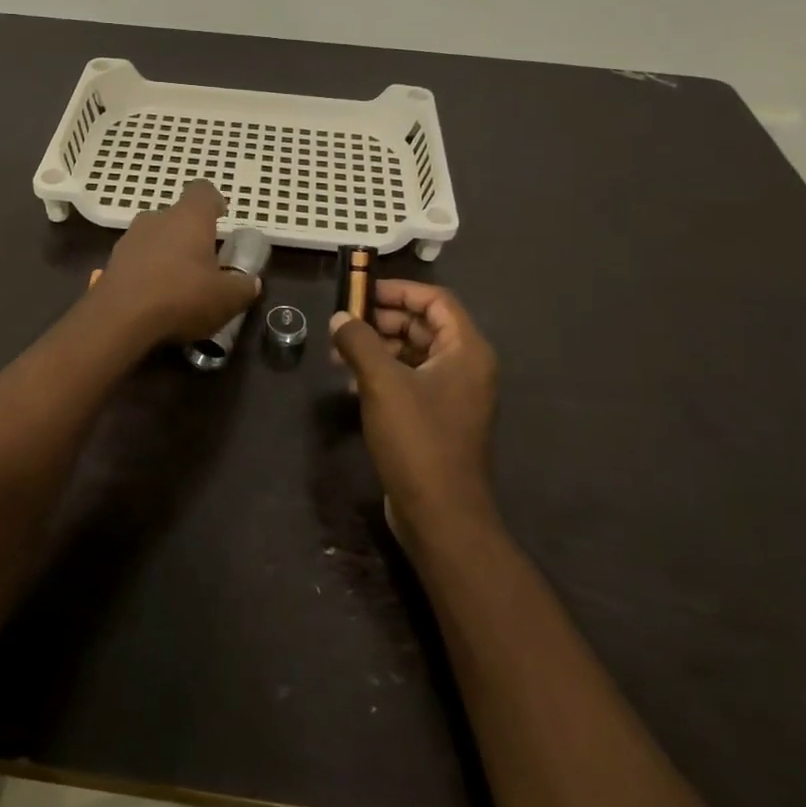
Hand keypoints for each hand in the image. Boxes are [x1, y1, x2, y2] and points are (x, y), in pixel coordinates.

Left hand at [94, 180, 260, 345]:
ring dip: (167, 254)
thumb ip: (243, 287)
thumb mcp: (227, 299)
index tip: (221, 217)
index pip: (203, 191)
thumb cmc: (181, 297)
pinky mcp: (112, 262)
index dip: (214, 202)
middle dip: (191, 236)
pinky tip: (155, 299)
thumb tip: (251, 282)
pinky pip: (137, 260)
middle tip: (204, 263)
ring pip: (155, 238)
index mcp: (189, 218)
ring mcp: (130, 239)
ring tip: (178, 285)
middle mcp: (157, 218)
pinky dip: (148, 272)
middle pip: (178, 217)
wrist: (118, 320)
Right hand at [330, 281, 498, 544]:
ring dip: (378, 348)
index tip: (361, 291)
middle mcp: (466, 368)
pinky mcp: (438, 419)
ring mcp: (454, 396)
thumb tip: (339, 318)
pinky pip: (411, 381)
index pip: (436, 300)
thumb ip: (359, 342)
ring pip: (414, 354)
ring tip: (339, 353)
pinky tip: (352, 383)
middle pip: (424, 325)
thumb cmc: (417, 440)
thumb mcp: (382, 383)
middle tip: (343, 324)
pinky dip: (384, 374)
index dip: (399, 290)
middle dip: (382, 321)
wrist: (441, 515)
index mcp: (466, 351)